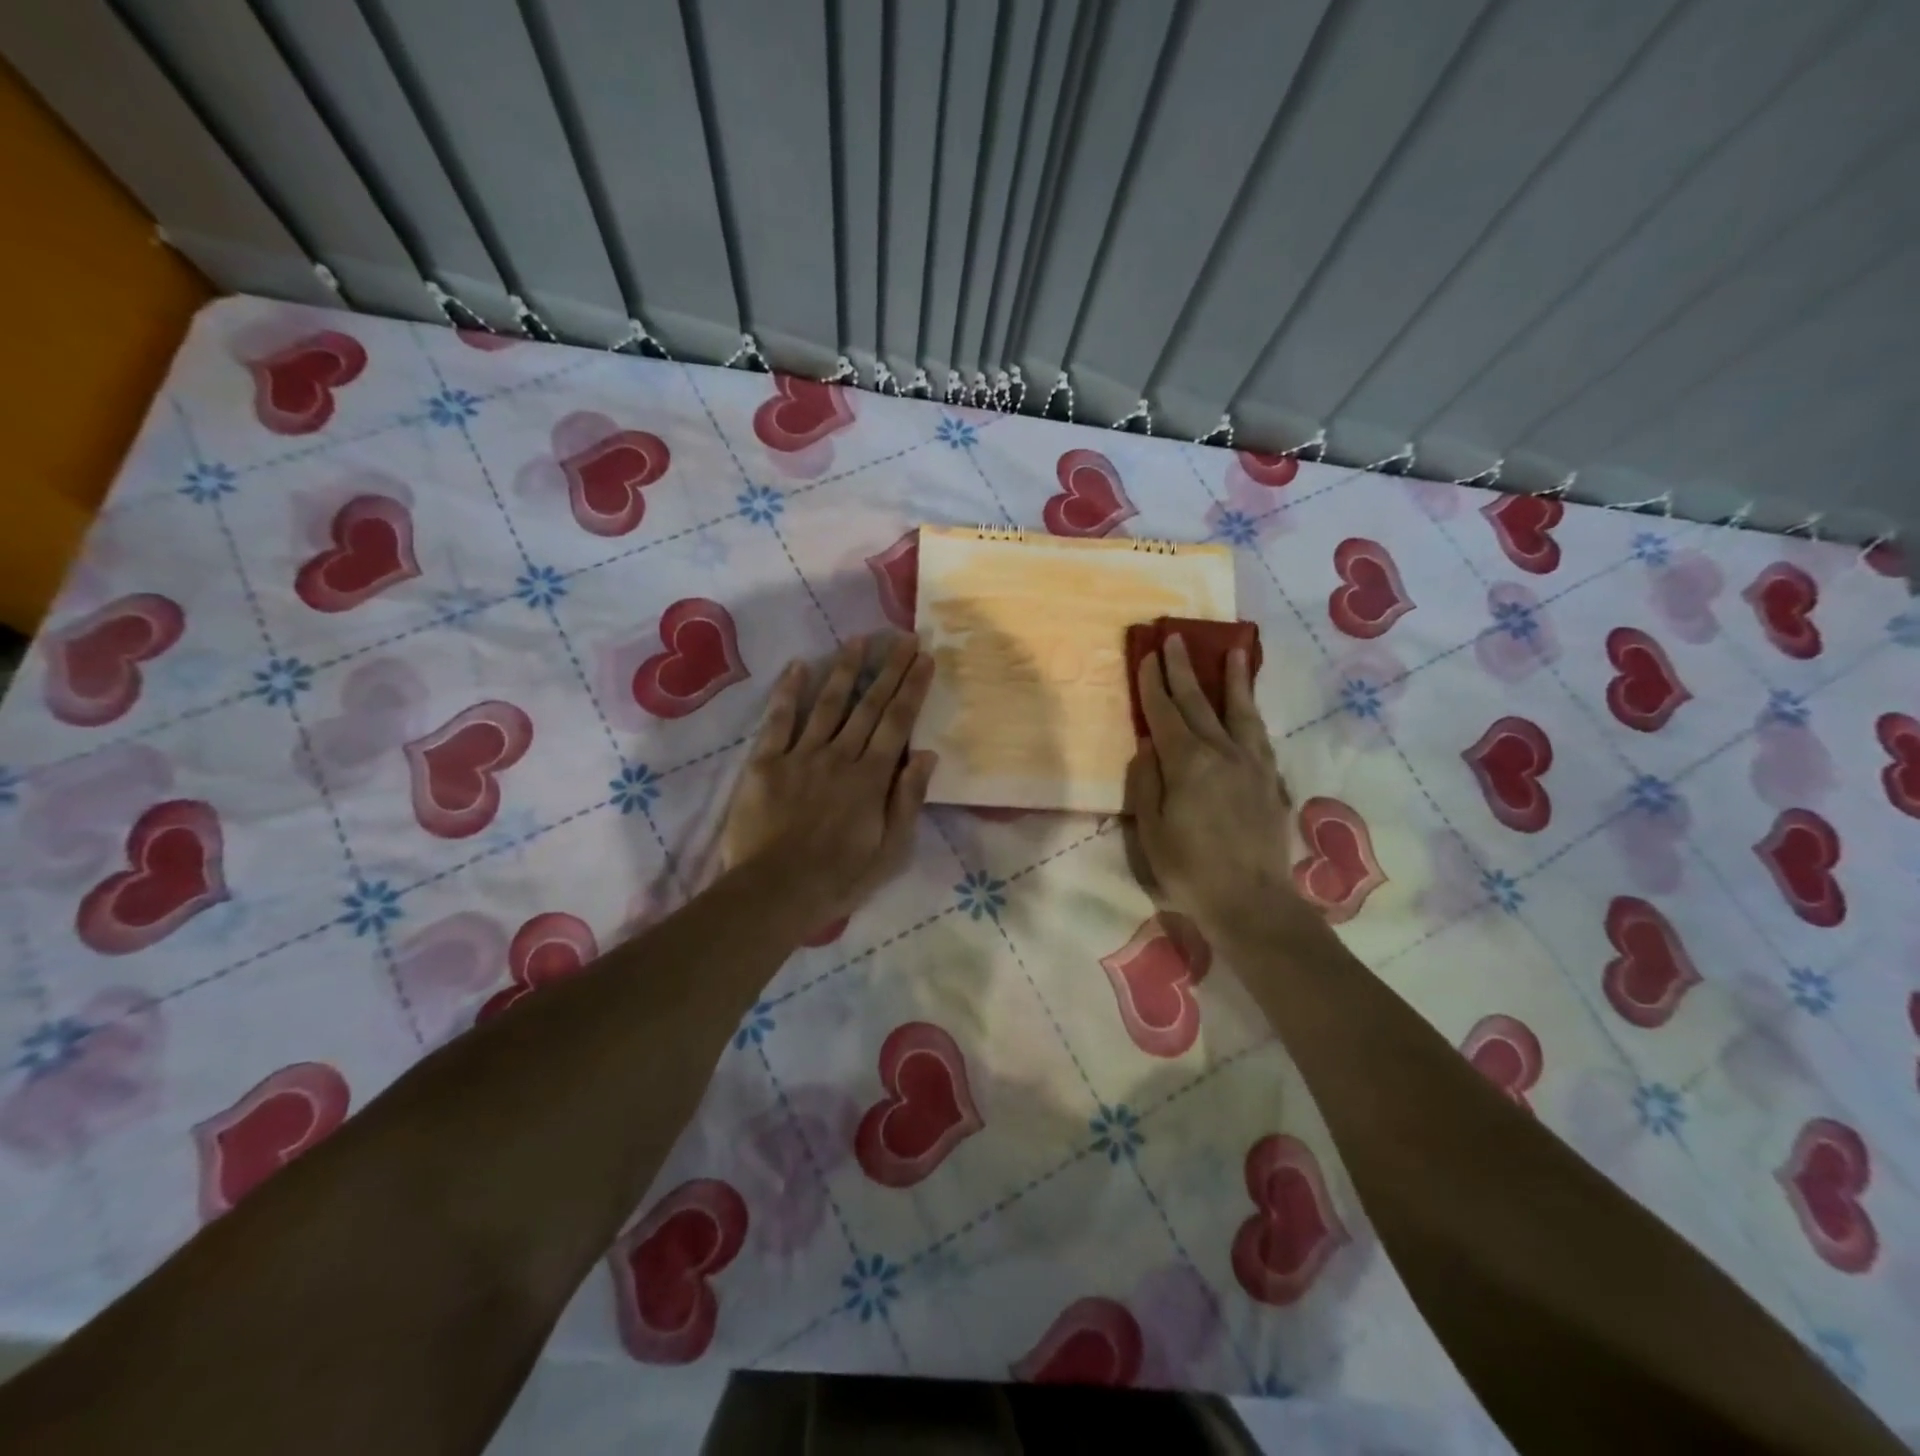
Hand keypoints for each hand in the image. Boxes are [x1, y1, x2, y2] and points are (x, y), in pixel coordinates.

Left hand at [721, 634, 937, 926]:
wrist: (774, 892)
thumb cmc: (840, 877)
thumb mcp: (891, 851)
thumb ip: (908, 800)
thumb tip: (927, 755)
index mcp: (872, 778)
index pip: (897, 723)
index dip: (912, 688)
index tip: (923, 658)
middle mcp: (840, 756)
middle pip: (869, 706)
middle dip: (889, 670)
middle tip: (902, 637)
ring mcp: (801, 756)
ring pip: (828, 704)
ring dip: (845, 670)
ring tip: (859, 640)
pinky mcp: (766, 763)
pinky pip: (779, 721)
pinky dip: (788, 692)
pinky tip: (798, 665)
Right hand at [1125, 636, 1301, 935]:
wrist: (1252, 902)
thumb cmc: (1190, 870)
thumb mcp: (1151, 831)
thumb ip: (1146, 783)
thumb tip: (1147, 747)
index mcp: (1188, 763)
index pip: (1165, 713)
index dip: (1152, 684)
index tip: (1145, 655)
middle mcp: (1222, 753)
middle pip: (1199, 702)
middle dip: (1184, 669)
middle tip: (1175, 637)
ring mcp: (1251, 764)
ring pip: (1239, 710)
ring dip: (1233, 678)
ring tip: (1234, 649)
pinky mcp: (1270, 780)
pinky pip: (1259, 734)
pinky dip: (1252, 712)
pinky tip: (1249, 707)